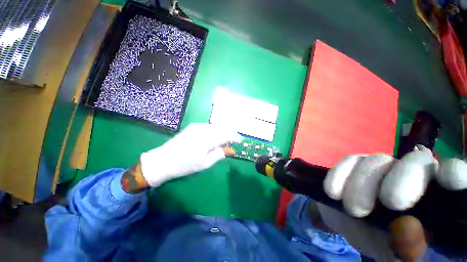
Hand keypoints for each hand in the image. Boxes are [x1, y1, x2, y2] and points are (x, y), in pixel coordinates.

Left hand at [138, 123, 241, 187]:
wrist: (164, 160)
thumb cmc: (185, 165)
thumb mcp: (204, 164)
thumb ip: (219, 154)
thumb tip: (230, 150)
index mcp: (206, 140)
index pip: (226, 135)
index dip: (235, 137)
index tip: (240, 140)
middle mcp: (203, 130)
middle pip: (222, 128)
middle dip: (230, 133)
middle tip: (234, 140)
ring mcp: (197, 126)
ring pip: (216, 126)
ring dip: (223, 131)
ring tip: (226, 139)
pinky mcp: (193, 126)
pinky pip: (209, 126)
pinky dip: (215, 130)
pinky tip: (215, 136)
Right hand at [323, 145, 466, 259]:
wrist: (349, 224)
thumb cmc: (382, 243)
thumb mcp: (396, 256)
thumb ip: (407, 249)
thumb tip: (407, 226)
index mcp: (434, 200)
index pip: (455, 176)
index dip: (455, 173)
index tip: (448, 179)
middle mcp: (412, 176)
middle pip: (416, 161)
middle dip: (403, 180)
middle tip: (388, 203)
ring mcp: (382, 167)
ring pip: (377, 160)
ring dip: (362, 183)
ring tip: (352, 209)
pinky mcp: (355, 164)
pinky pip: (349, 161)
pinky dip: (340, 175)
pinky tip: (333, 192)